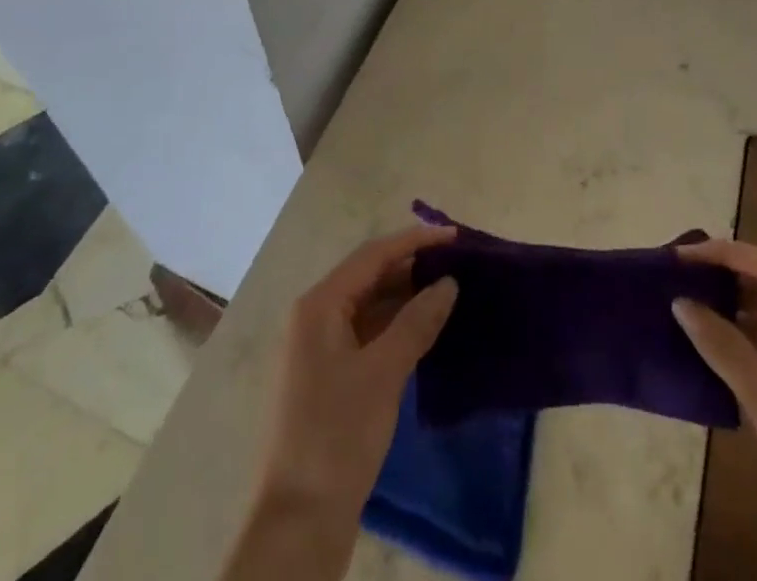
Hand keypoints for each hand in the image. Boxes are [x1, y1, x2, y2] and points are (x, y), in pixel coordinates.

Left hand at [223, 226, 459, 580]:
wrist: (299, 521)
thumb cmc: (338, 435)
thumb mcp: (383, 373)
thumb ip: (417, 321)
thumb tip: (448, 283)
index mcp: (319, 305)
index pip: (372, 255)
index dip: (414, 241)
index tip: (455, 236)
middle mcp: (315, 316)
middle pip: (368, 276)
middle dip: (411, 265)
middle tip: (457, 263)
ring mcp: (319, 347)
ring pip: (368, 305)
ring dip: (405, 295)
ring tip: (449, 289)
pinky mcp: (329, 376)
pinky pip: (366, 332)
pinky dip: (395, 324)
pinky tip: (424, 328)